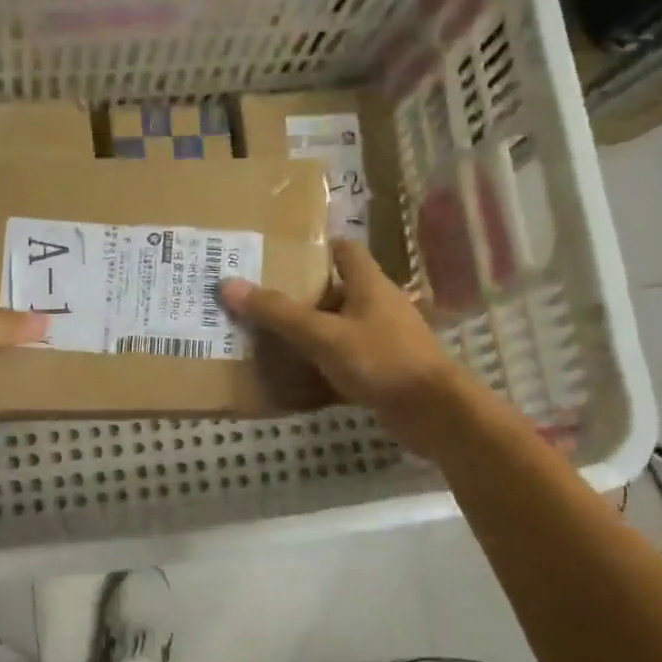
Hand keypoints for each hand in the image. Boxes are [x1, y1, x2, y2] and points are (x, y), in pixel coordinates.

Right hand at [220, 241, 469, 446]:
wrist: (433, 413)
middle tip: (260, 299)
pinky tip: (295, 376)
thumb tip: (228, 284)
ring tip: (268, 336)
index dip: (315, 248)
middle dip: (302, 294)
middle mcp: (379, 305)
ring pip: (339, 327)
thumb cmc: (381, 360)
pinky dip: (322, 364)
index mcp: (370, 284)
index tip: (279, 256)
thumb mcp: (323, 334)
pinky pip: (345, 359)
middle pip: (337, 289)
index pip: (344, 250)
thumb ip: (278, 312)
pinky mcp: (383, 370)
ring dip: (310, 331)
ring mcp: (383, 339)